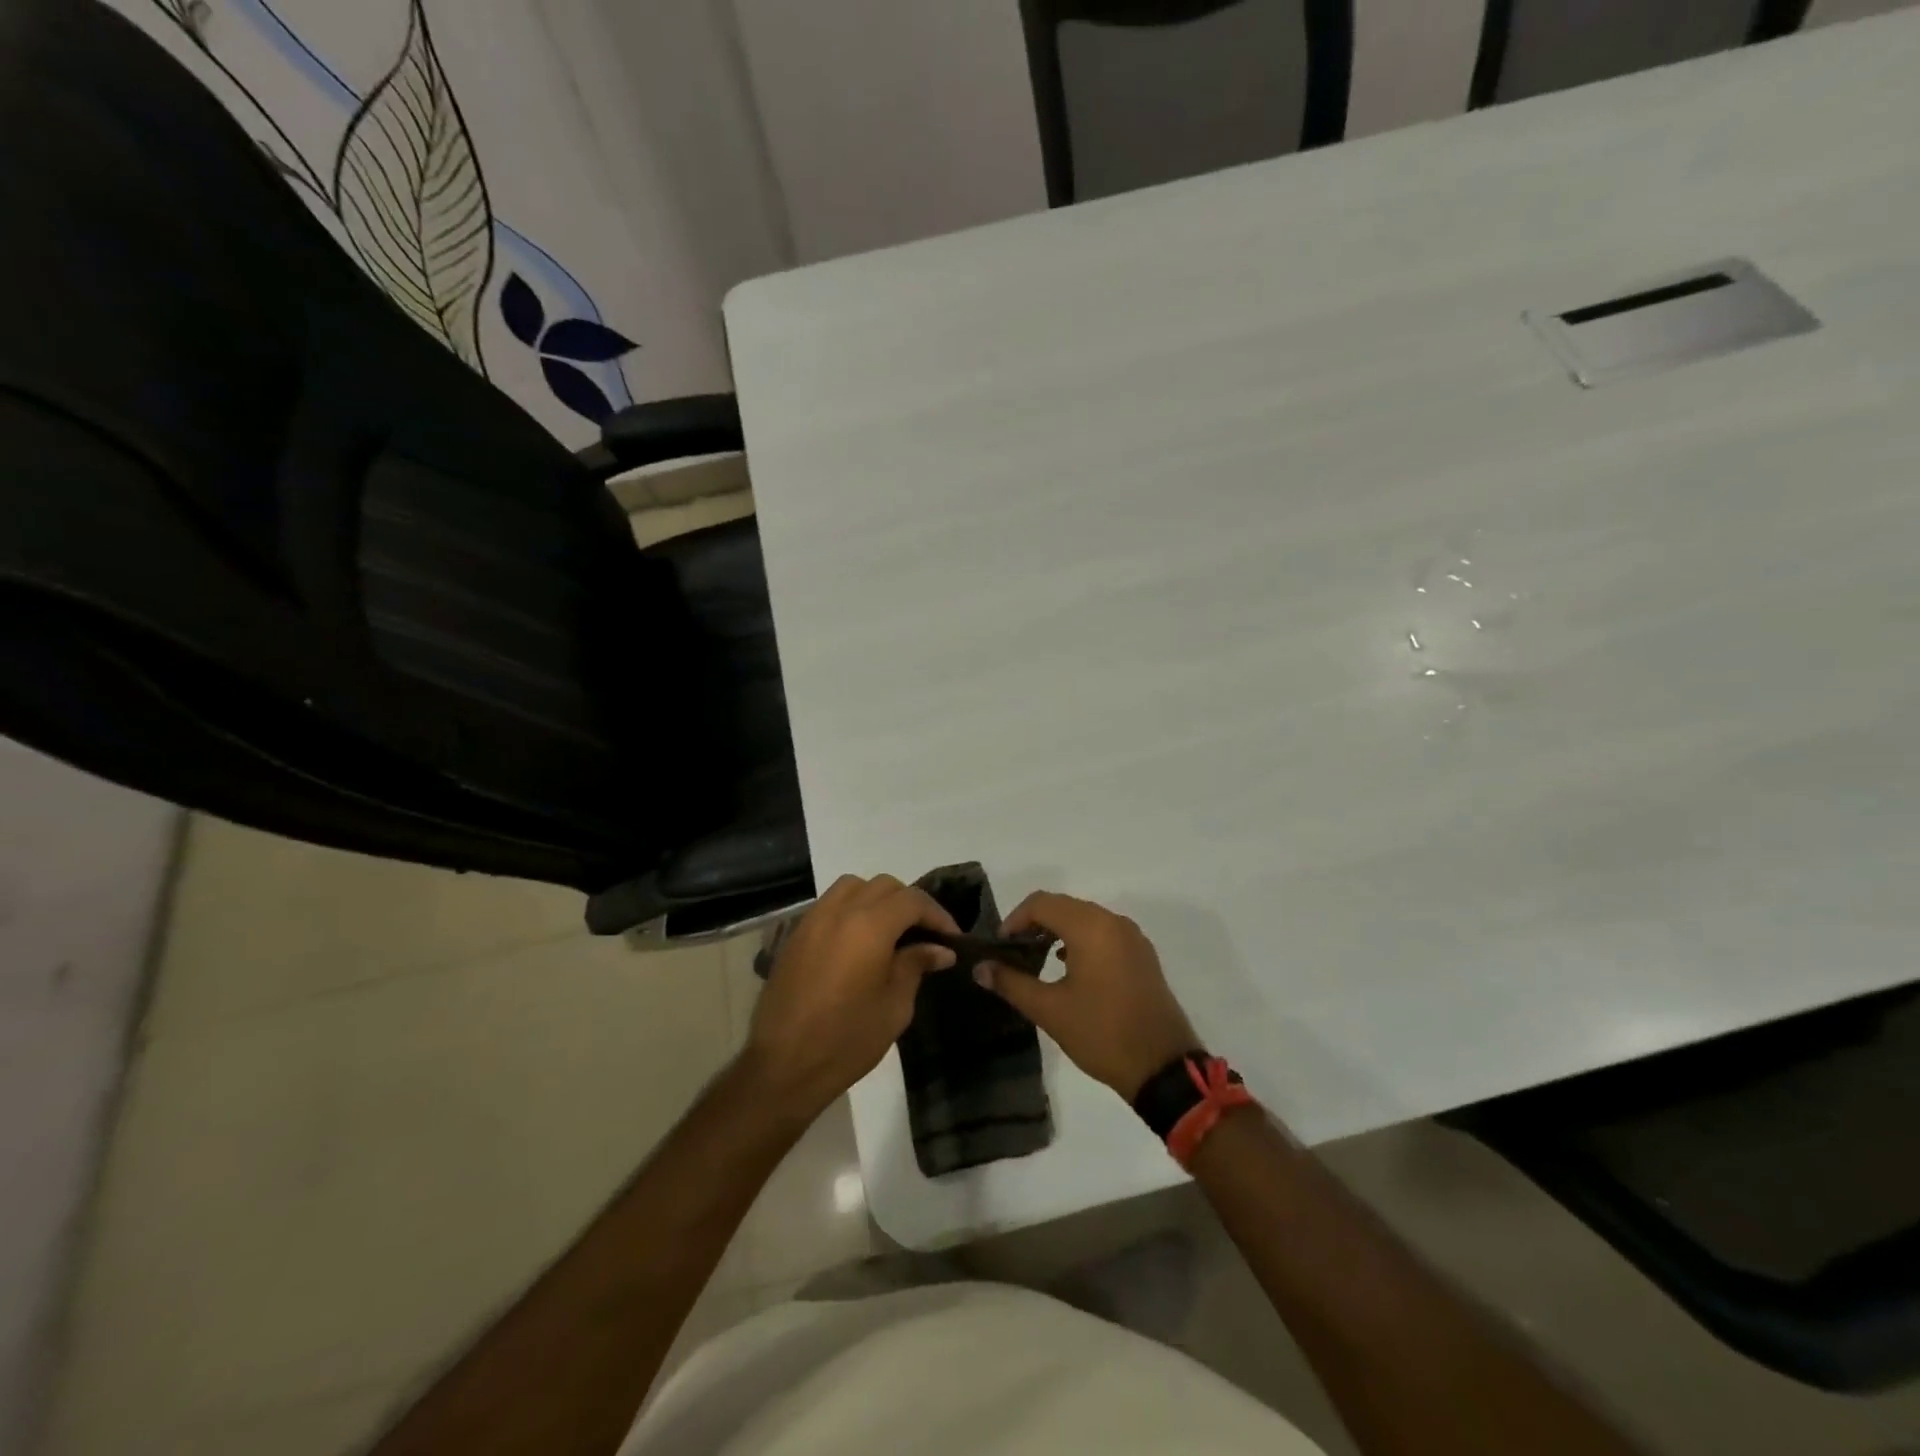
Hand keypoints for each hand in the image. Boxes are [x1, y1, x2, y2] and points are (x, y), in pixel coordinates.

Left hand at [744, 874, 959, 1120]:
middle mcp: (840, 911)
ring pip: (853, 887)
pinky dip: (852, 909)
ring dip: (878, 899)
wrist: (782, 1067)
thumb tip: (940, 949)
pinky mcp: (796, 935)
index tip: (952, 938)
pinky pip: (830, 904)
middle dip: (910, 903)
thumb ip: (916, 966)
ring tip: (892, 930)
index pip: (912, 901)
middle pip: (884, 886)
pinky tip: (860, 940)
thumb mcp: (894, 1007)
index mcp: (869, 927)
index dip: (937, 915)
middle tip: (926, 934)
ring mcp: (813, 920)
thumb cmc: (846, 1041)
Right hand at [976, 891, 1197, 1099]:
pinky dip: (1081, 940)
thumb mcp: (1049, 1010)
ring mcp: (1132, 937)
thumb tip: (980, 967)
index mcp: (1091, 927)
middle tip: (1013, 954)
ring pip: (1085, 918)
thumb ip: (1011, 982)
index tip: (999, 947)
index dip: (1014, 919)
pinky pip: (1104, 933)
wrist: (1163, 1068)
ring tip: (1036, 961)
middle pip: (1063, 906)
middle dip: (1034, 924)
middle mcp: (1113, 922)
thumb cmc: (1101, 1034)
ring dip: (1057, 931)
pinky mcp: (1142, 955)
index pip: (1041, 903)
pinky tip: (1068, 968)